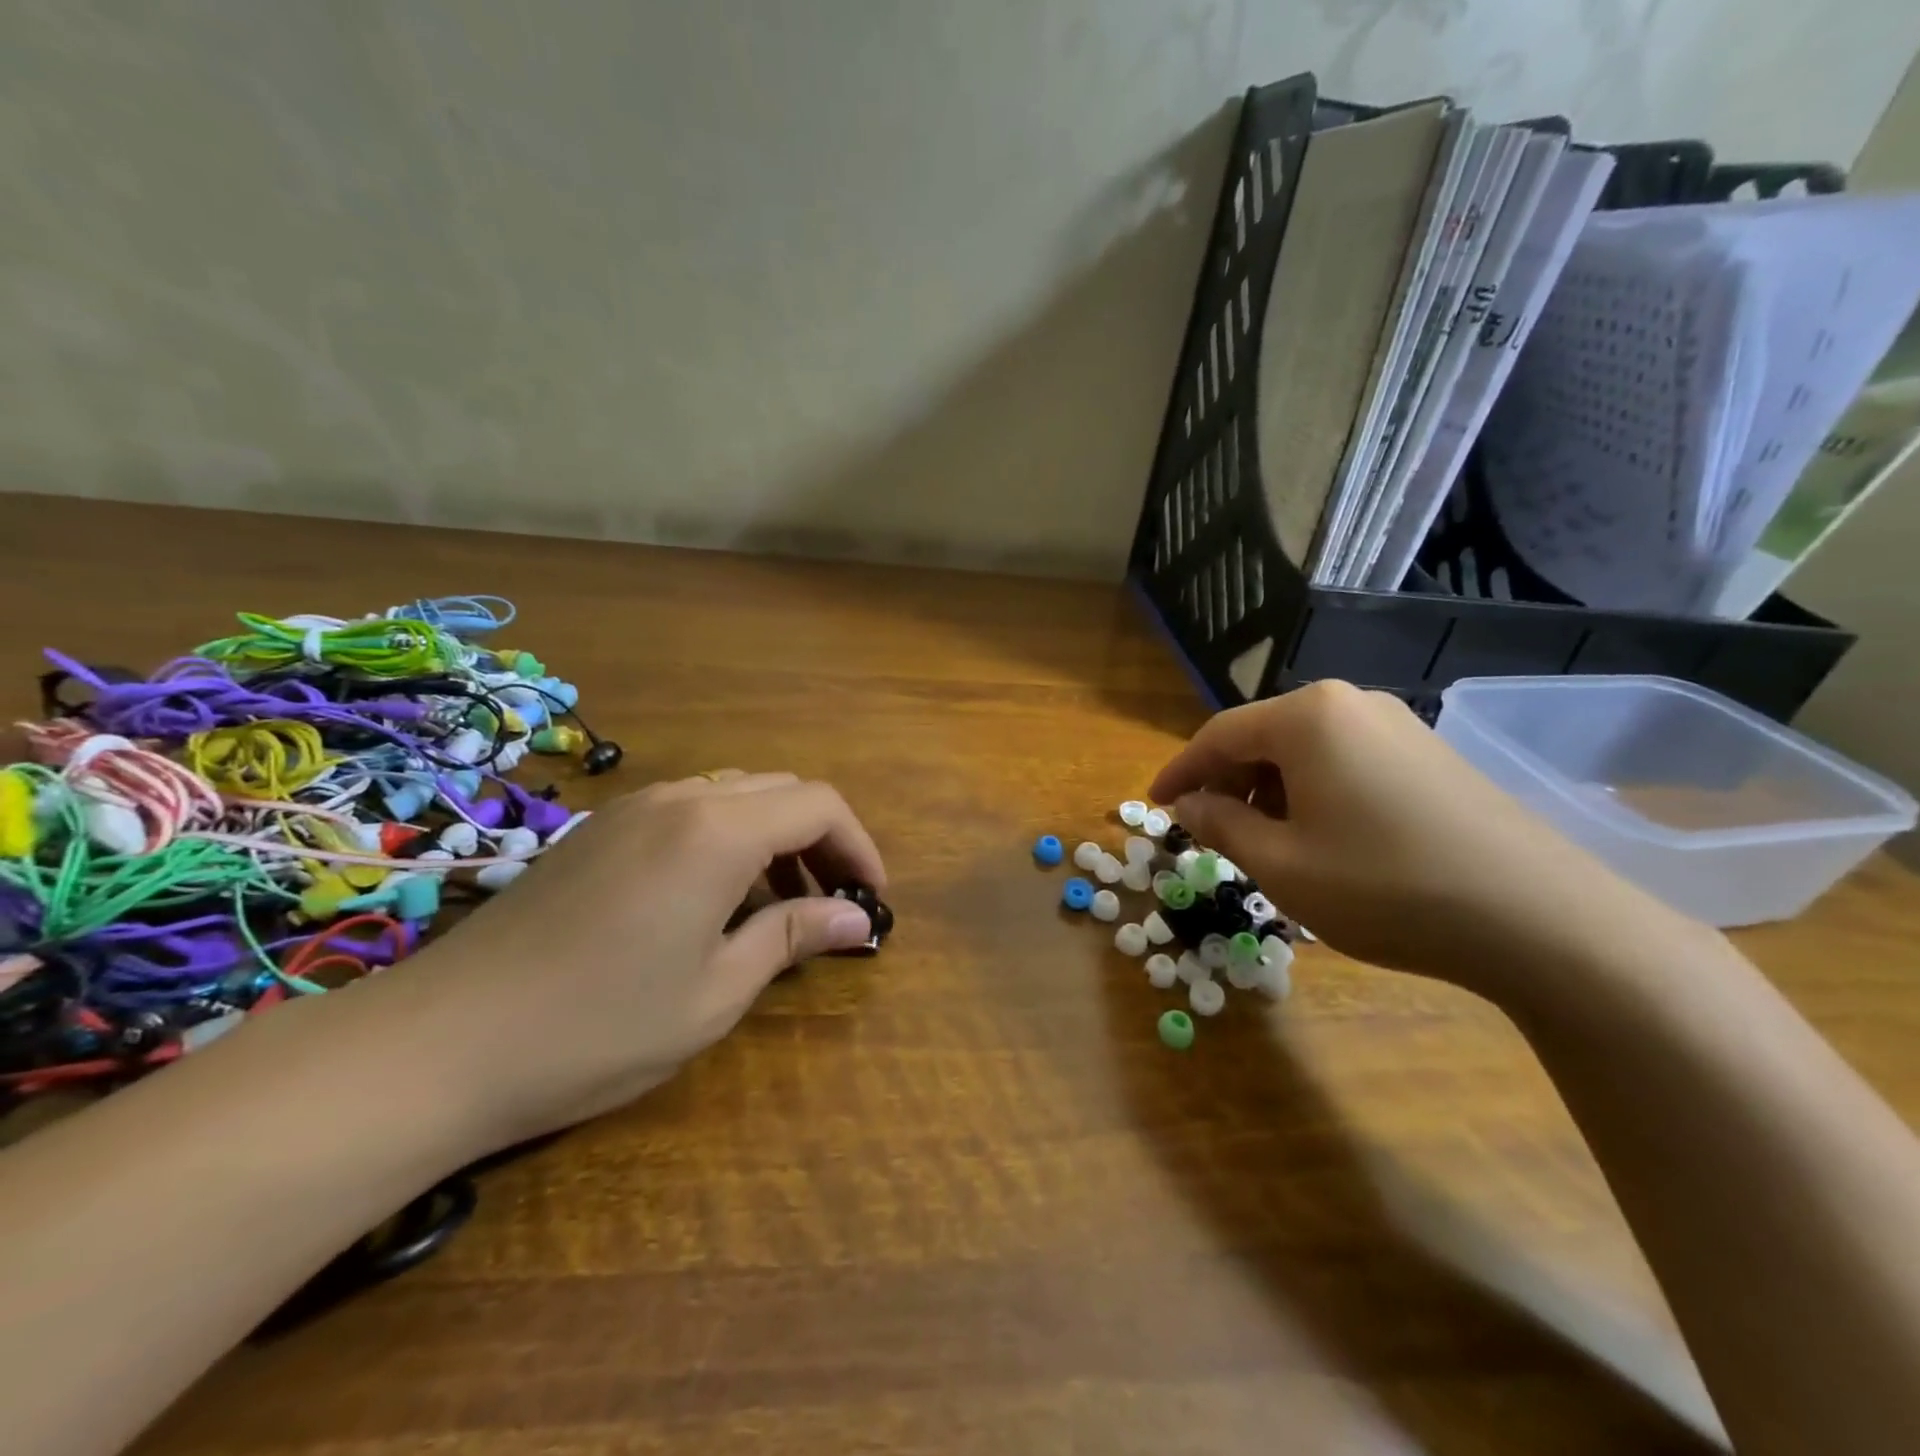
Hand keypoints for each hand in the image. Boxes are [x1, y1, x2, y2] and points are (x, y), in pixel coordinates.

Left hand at [387, 771, 883, 1149]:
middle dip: (821, 839)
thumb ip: (793, 937)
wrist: (439, 1044)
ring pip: (735, 795)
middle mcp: (680, 799)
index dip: (859, 845)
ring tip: (778, 904)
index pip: (819, 805)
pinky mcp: (599, 830)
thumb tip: (859, 918)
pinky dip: (727, 838)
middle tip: (831, 903)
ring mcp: (633, 808)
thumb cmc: (597, 1027)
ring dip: (774, 837)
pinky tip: (712, 899)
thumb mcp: (716, 991)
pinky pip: (689, 810)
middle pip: (781, 790)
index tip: (871, 898)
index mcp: (718, 831)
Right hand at [1149, 681, 1667, 991]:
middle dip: (1227, 782)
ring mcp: (1400, 726)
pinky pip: (1347, 762)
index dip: (1179, 771)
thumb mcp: (1281, 864)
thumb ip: (1220, 825)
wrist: (1543, 921)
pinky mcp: (1433, 755)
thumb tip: (1187, 804)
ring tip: (1266, 842)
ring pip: (1306, 750)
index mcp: (1307, 717)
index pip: (1218, 735)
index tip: (1154, 804)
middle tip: (1210, 831)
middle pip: (1263, 737)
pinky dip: (1315, 793)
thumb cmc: (1385, 887)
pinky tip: (1324, 838)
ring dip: (1270, 790)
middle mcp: (1352, 704)